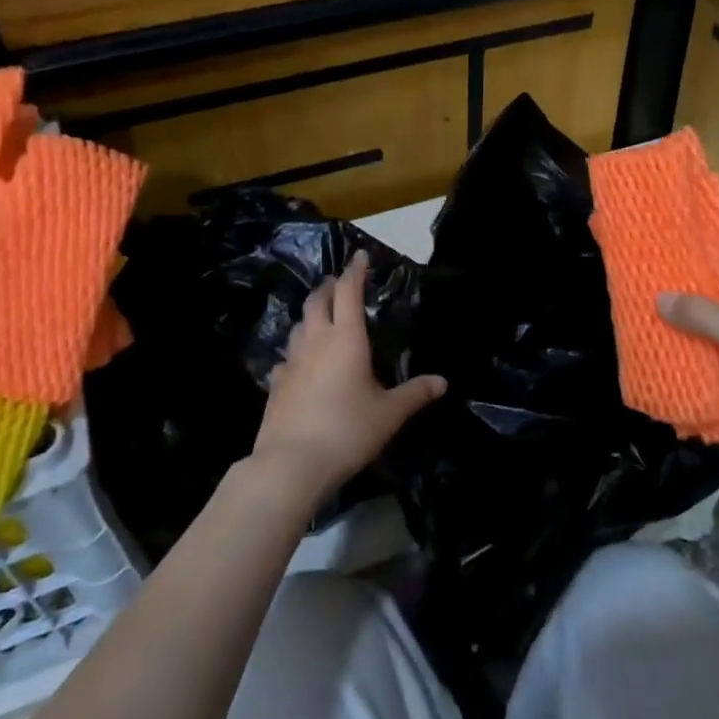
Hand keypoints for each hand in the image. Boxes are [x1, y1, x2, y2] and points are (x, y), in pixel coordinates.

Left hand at [255, 250, 445, 506]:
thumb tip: (442, 381)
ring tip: (321, 316)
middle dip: (329, 287)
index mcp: (346, 338)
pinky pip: (286, 357)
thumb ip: (415, 393)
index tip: (360, 255)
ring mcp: (291, 362)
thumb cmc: (348, 430)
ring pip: (299, 325)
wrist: (292, 463)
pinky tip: (299, 363)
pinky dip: (296, 351)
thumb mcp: (389, 413)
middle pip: (318, 301)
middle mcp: (316, 341)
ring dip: (311, 315)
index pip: (350, 292)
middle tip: (339, 283)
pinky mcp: (276, 384)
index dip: (356, 271)